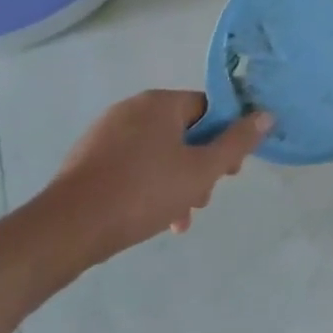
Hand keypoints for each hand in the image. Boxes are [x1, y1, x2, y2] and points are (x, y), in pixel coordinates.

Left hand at [38, 90, 269, 270]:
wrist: (66, 229)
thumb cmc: (142, 193)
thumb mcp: (202, 170)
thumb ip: (237, 142)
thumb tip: (266, 115)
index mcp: (160, 103)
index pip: (208, 109)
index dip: (226, 138)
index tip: (229, 171)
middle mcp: (131, 108)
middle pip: (183, 131)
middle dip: (200, 165)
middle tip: (203, 197)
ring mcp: (105, 133)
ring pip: (158, 152)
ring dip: (176, 180)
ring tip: (179, 218)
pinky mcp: (87, 159)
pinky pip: (131, 164)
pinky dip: (148, 185)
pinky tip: (153, 218)